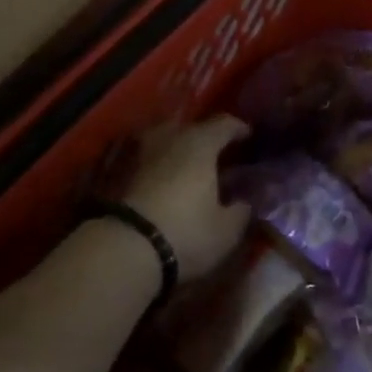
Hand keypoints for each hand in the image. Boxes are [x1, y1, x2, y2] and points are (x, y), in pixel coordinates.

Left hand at [124, 116, 251, 281]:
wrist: (126, 248)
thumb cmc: (186, 232)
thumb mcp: (226, 230)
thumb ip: (240, 211)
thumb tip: (244, 202)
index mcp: (200, 143)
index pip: (224, 124)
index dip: (238, 128)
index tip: (247, 136)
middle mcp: (171, 139)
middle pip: (192, 128)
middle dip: (207, 137)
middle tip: (220, 152)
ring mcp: (144, 154)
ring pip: (168, 141)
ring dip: (181, 148)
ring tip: (192, 165)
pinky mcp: (123, 173)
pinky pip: (152, 159)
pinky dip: (164, 165)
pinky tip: (170, 181)